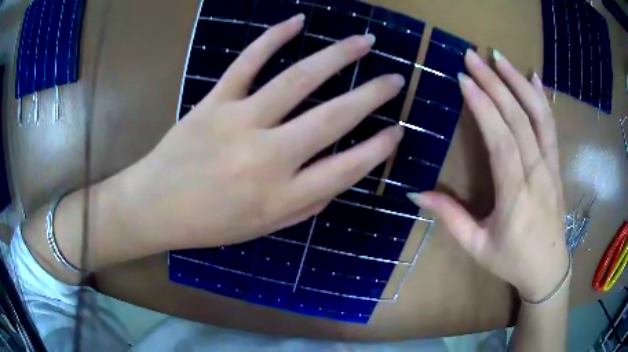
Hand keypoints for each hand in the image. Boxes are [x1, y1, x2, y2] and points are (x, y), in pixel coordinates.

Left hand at [111, 15, 404, 252]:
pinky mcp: (213, 102)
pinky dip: (273, 37)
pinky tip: (298, 21)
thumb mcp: (264, 228)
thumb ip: (306, 204)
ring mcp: (238, 123)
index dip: (379, 149)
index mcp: (281, 197)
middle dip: (372, 95)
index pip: (347, 168)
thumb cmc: (209, 224)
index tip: (398, 130)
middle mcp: (266, 158)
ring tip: (364, 41)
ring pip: (298, 79)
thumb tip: (340, 176)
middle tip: (395, 79)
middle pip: (333, 117)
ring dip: (338, 56)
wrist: (155, 207)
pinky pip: (247, 62)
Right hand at [409, 49, 567, 301]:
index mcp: (516, 195)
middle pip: (518, 119)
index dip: (483, 107)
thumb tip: (416, 193)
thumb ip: (451, 218)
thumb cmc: (512, 261)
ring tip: (499, 57)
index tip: (464, 79)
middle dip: (495, 83)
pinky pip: (551, 126)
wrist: (548, 269)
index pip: (501, 140)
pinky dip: (542, 98)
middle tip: (473, 57)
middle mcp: (537, 173)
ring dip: (519, 82)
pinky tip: (534, 77)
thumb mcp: (477, 246)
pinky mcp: (556, 165)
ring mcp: (550, 166)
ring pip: (538, 116)